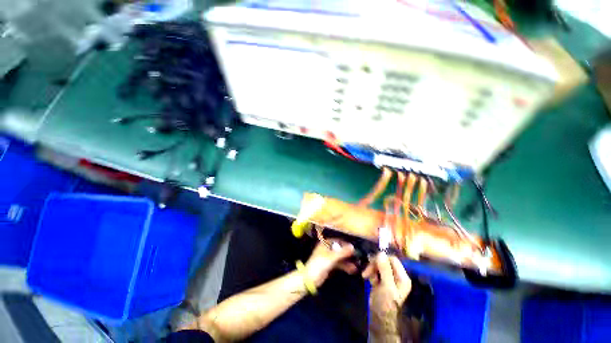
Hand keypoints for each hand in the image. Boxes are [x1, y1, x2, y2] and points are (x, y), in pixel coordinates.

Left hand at [304, 240, 355, 286]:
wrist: (310, 279)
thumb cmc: (319, 264)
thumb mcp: (331, 257)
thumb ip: (342, 252)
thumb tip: (353, 247)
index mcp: (325, 243)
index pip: (338, 241)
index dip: (346, 244)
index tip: (355, 247)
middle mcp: (327, 248)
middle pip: (340, 249)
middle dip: (348, 253)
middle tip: (358, 257)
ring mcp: (329, 257)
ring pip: (340, 257)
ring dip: (348, 261)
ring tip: (357, 265)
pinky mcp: (330, 265)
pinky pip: (339, 264)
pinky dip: (345, 266)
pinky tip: (352, 270)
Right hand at [362, 253, 410, 337]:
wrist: (378, 316)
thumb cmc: (386, 302)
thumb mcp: (386, 286)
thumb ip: (385, 269)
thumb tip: (381, 253)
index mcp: (402, 277)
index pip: (393, 259)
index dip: (382, 259)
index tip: (372, 262)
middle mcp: (396, 276)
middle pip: (384, 261)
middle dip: (375, 264)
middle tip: (367, 271)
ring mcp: (388, 278)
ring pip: (378, 265)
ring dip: (371, 269)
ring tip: (366, 276)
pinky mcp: (381, 280)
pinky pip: (375, 271)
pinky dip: (370, 273)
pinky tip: (368, 279)